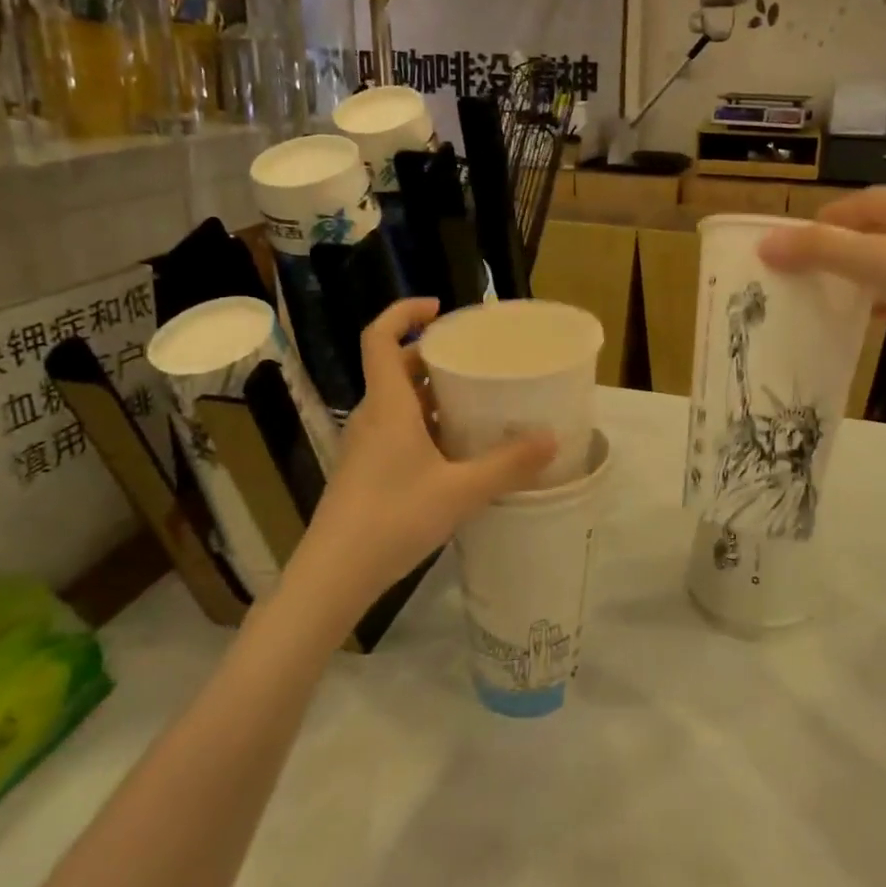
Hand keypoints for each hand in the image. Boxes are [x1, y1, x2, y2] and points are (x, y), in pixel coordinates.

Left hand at [281, 300, 554, 622]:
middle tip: (474, 359)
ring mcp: (365, 445)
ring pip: (397, 401)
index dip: (403, 312)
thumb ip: (507, 464)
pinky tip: (455, 450)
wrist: (333, 576)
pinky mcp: (365, 470)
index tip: (441, 310)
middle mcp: (372, 416)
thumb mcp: (460, 491)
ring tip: (474, 400)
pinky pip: (396, 429)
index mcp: (388, 404)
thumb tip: (552, 439)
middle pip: (394, 366)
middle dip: (431, 355)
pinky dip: (424, 424)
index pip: (379, 337)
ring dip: (430, 392)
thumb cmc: (393, 519)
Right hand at [759, 188, 885, 388]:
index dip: (812, 231)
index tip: (787, 264)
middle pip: (867, 230)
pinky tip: (881, 319)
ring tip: (836, 305)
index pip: (846, 207)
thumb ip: (820, 251)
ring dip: (861, 278)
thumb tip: (765, 243)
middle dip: (835, 256)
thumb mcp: (879, 265)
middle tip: (807, 286)